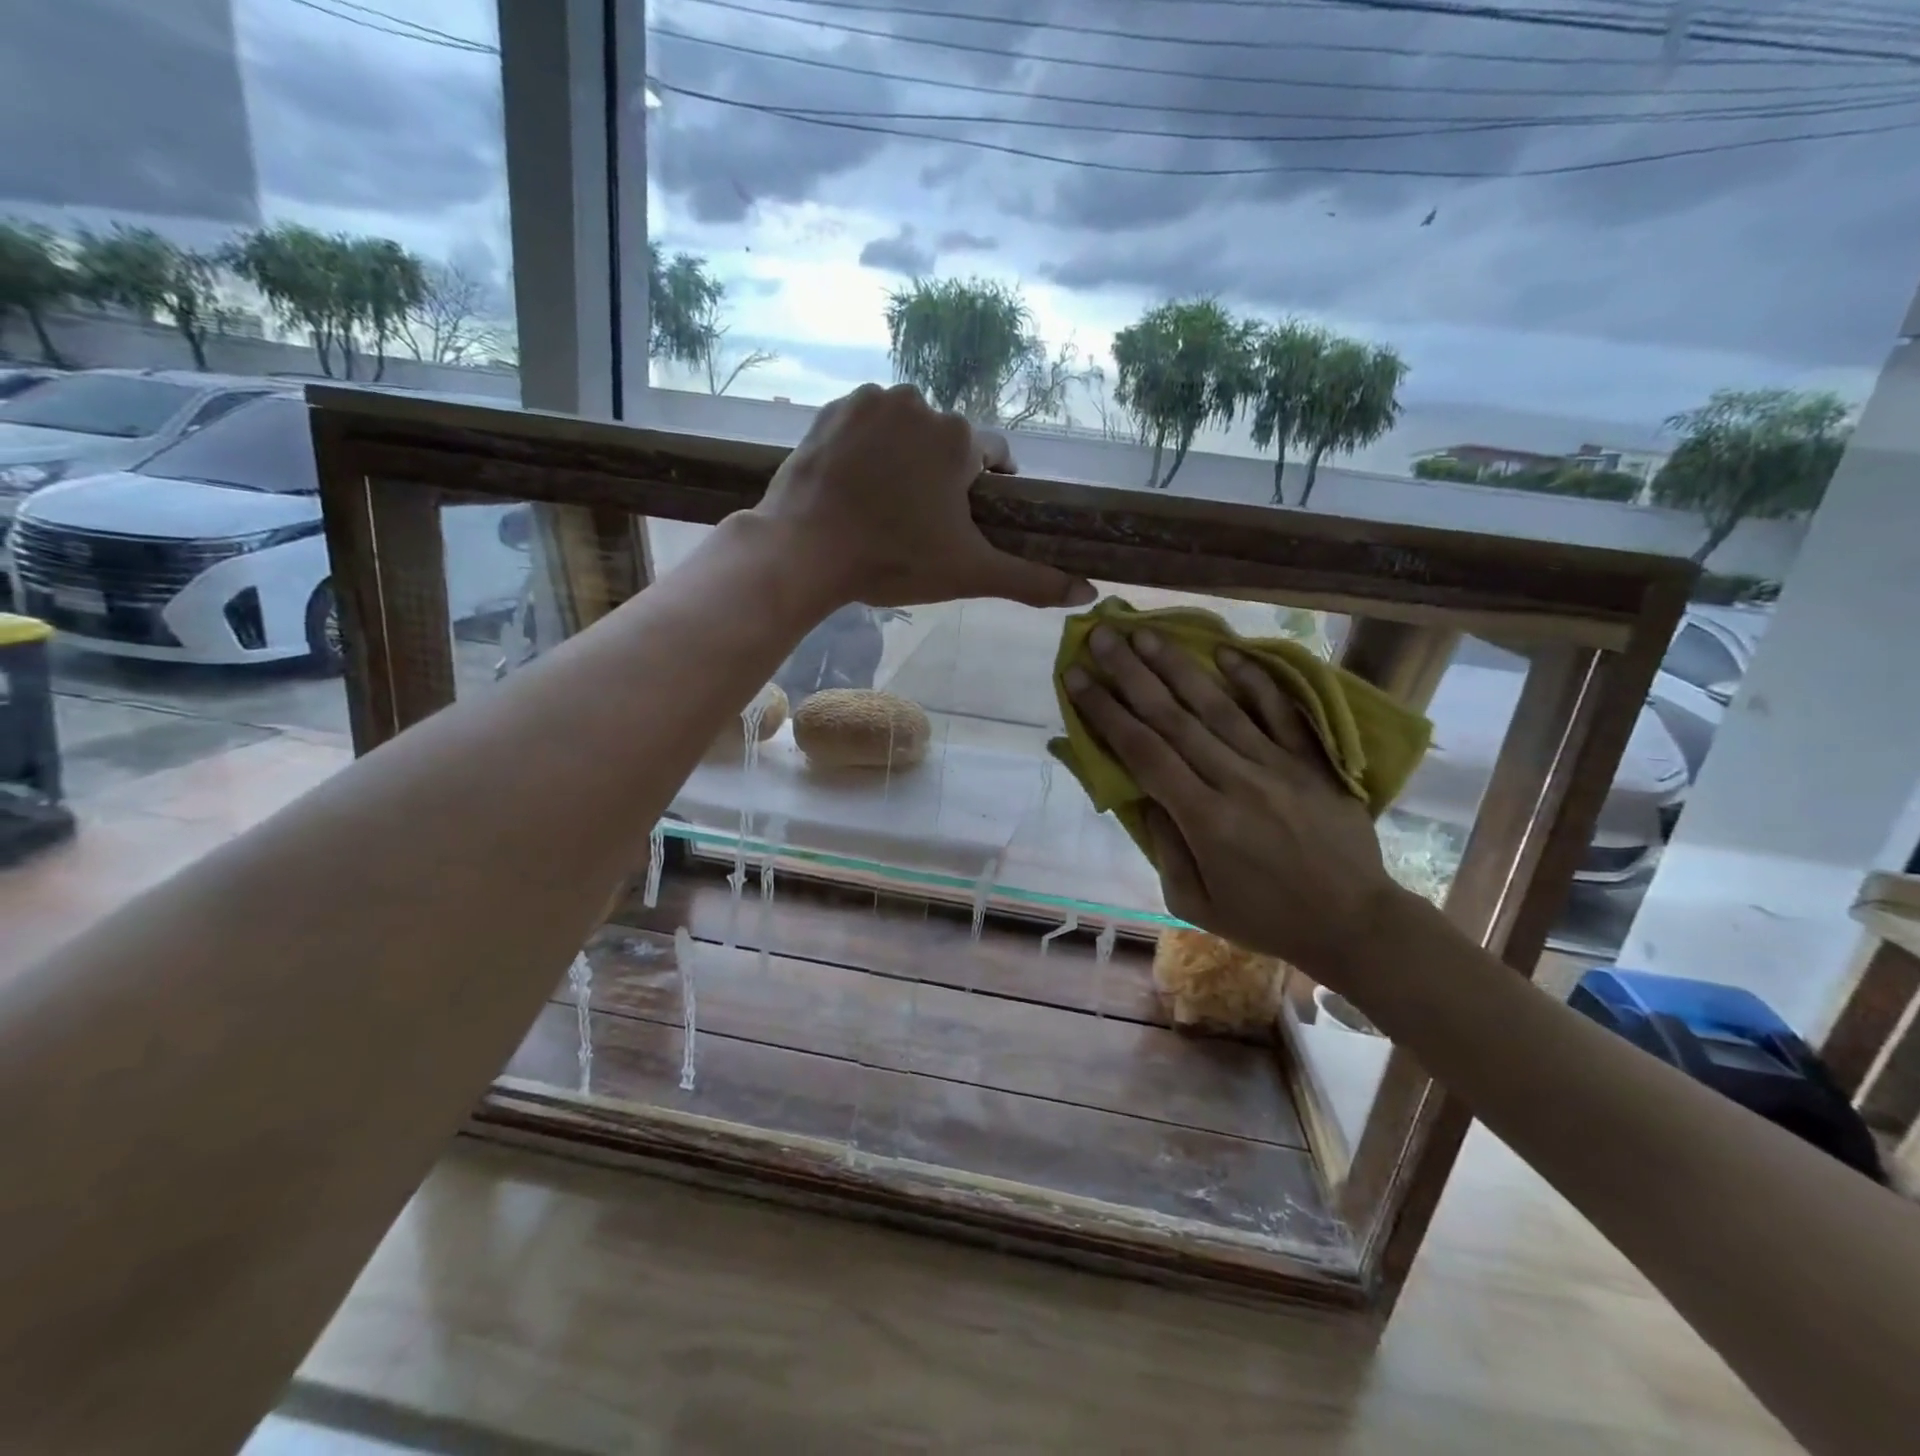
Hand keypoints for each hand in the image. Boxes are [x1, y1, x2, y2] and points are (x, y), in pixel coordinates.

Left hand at [752, 383, 1094, 610]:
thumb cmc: (893, 560)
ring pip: (906, 431)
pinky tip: (855, 484)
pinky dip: (867, 448)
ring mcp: (871, 401)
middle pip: (947, 443)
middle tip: (918, 522)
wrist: (804, 550)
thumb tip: (1088, 593)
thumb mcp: (969, 574)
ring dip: (904, 459)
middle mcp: (920, 403)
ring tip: (883, 505)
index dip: (986, 491)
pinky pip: (866, 425)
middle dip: (941, 477)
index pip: (994, 456)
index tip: (966, 521)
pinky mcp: (832, 409)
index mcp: (960, 439)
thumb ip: (1031, 581)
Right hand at [1064, 626, 1403, 987]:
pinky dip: (1254, 680)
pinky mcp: (1312, 760)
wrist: (1355, 923)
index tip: (1077, 677)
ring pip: (1218, 705)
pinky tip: (1226, 652)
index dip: (1105, 712)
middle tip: (1103, 636)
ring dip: (1178, 667)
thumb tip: (1144, 796)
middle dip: (1131, 674)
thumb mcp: (1194, 903)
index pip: (1142, 752)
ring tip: (1147, 634)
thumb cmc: (1266, 919)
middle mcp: (1236, 780)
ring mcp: (1277, 765)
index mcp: (1203, 819)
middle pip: (1173, 718)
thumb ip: (1164, 847)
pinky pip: (1280, 712)